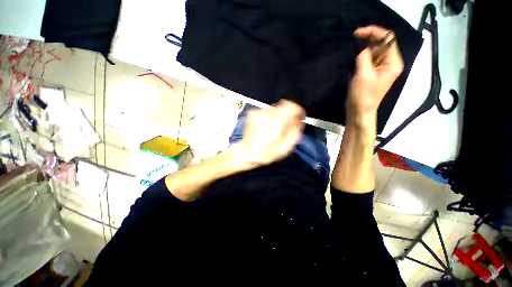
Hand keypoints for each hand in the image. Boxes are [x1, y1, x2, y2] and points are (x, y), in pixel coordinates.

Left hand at [233, 100, 304, 166]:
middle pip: (284, 105)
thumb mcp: (285, 148)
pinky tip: (267, 127)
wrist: (245, 153)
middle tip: (286, 125)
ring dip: (279, 116)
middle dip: (288, 114)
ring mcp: (258, 112)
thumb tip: (298, 120)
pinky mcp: (252, 112)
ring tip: (274, 129)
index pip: (291, 107)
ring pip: (276, 108)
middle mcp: (266, 115)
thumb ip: (295, 132)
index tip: (298, 117)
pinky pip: (267, 111)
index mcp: (275, 124)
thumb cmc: (265, 154)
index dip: (297, 110)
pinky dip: (270, 117)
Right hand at [347, 25, 403, 126]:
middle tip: (353, 38)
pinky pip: (369, 60)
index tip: (357, 33)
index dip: (374, 32)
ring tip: (352, 48)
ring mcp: (381, 69)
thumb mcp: (363, 74)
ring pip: (374, 51)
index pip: (387, 39)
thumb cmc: (362, 95)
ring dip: (364, 48)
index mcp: (393, 62)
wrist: (359, 112)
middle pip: (382, 44)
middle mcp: (389, 63)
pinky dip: (362, 56)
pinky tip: (354, 58)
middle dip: (368, 39)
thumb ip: (364, 57)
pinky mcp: (372, 74)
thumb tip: (362, 47)